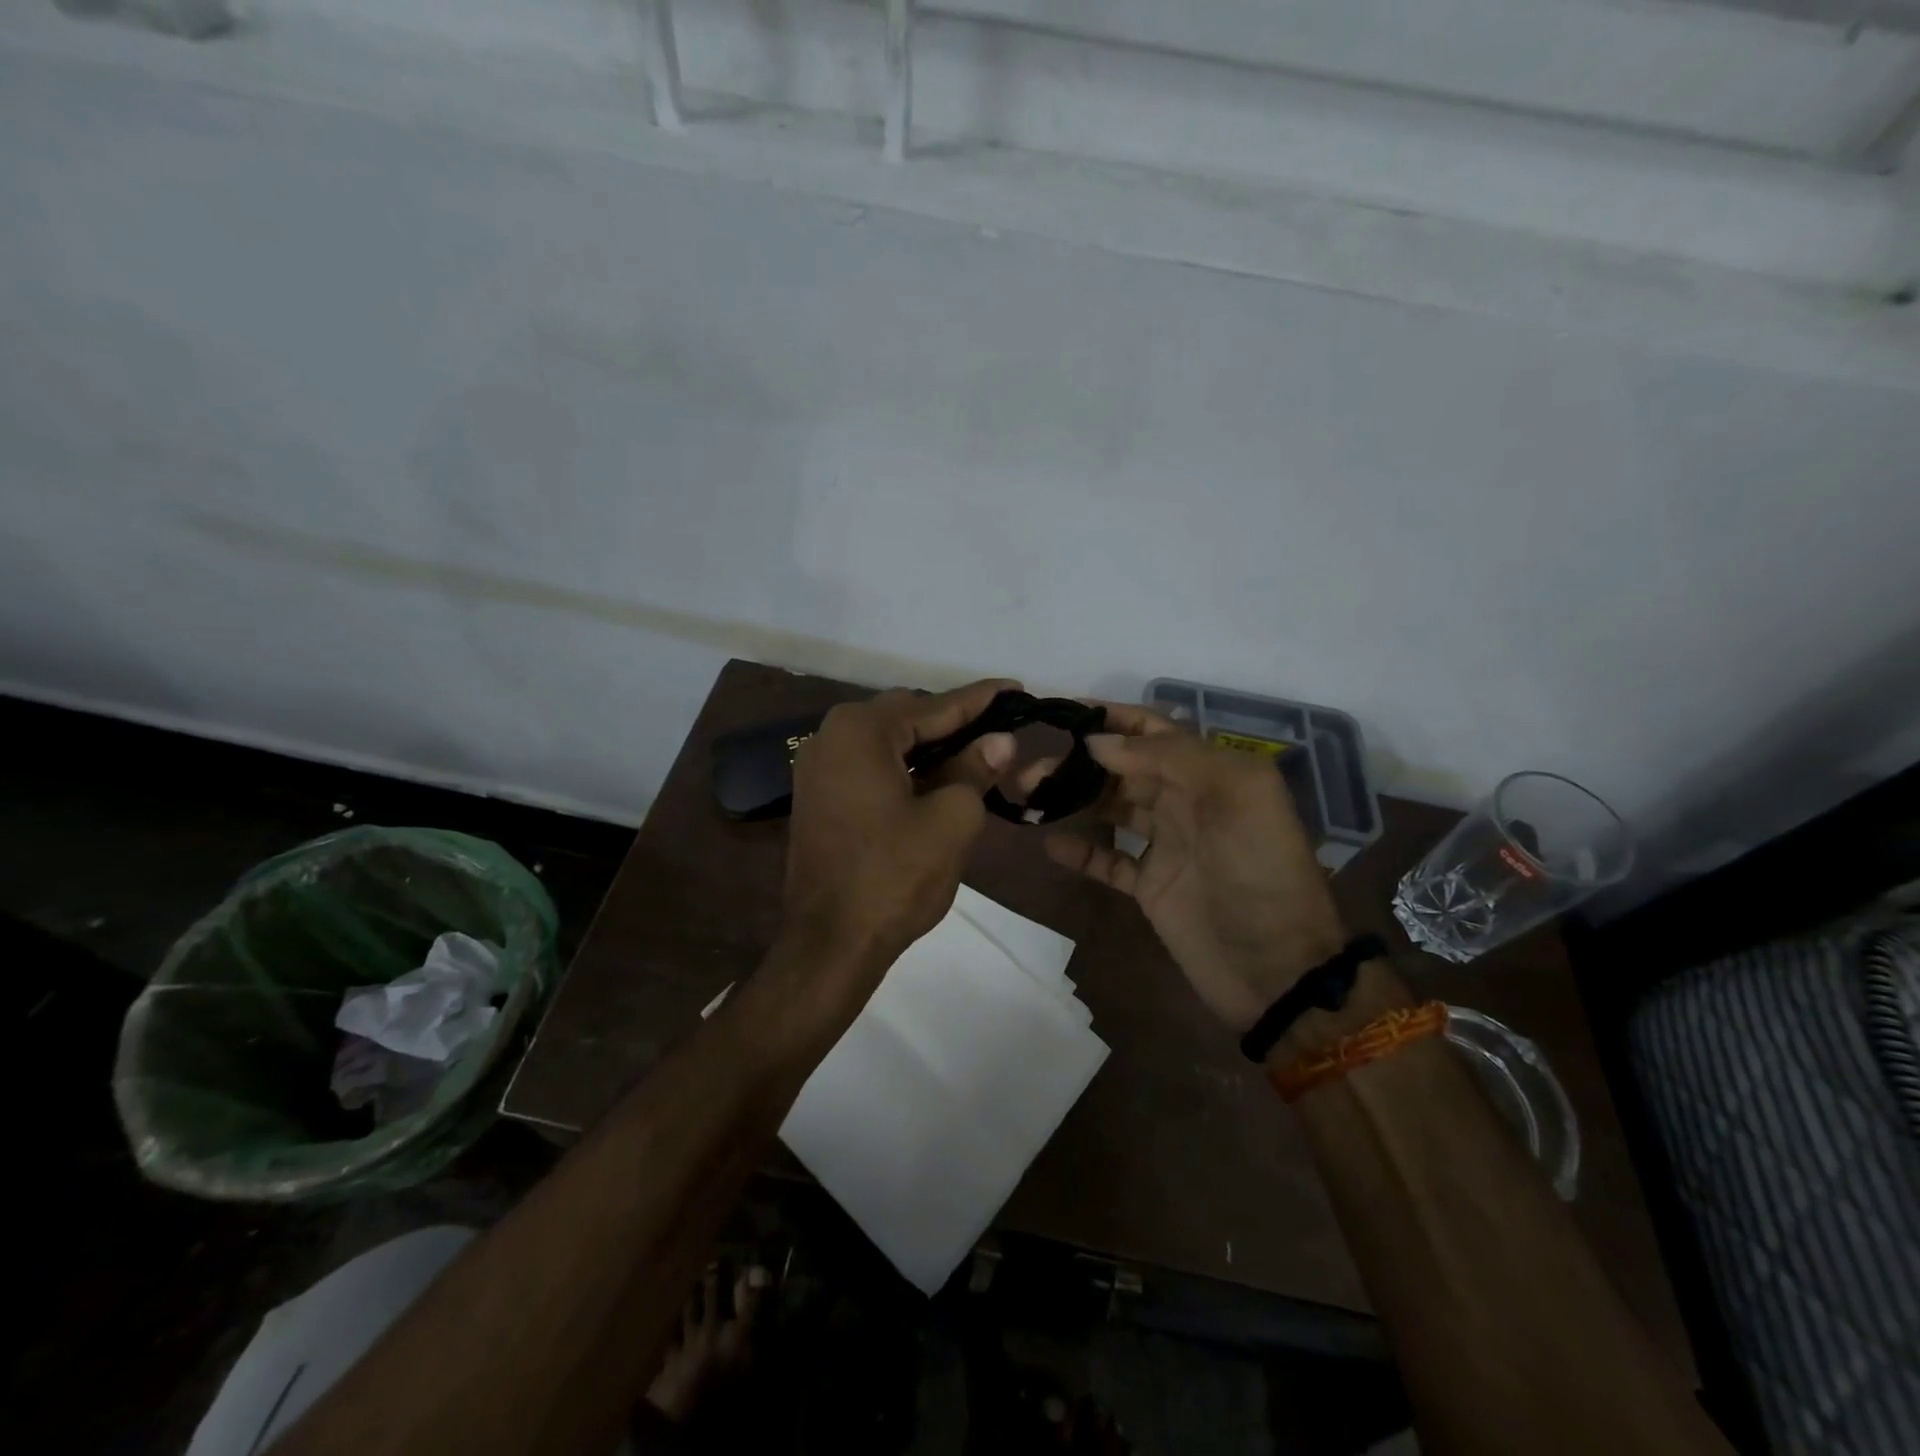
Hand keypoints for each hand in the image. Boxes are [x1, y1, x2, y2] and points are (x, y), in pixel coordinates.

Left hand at [783, 680, 1018, 983]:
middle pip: (908, 717)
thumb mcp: (951, 819)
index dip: (980, 699)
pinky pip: (871, 765)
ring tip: (979, 753)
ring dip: (932, 748)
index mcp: (861, 730)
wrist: (830, 943)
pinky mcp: (818, 795)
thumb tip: (1001, 740)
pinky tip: (938, 778)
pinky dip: (906, 767)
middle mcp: (831, 735)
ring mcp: (819, 767)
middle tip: (1002, 730)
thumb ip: (976, 769)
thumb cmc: (895, 877)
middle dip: (956, 724)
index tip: (1016, 688)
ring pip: (889, 742)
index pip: (934, 705)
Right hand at [1039, 704, 1348, 1031]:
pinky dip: (1081, 850)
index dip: (1111, 718)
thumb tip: (1099, 741)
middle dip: (1079, 760)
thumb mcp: (1235, 797)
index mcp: (1211, 773)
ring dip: (1073, 798)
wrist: (1277, 970)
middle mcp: (1186, 801)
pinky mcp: (1150, 885)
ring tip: (1029, 793)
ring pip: (1111, 807)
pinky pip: (1109, 859)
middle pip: (1123, 767)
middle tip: (1030, 764)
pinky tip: (1050, 843)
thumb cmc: (1259, 872)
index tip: (1061, 712)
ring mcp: (1167, 844)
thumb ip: (1170, 758)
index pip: (1153, 731)